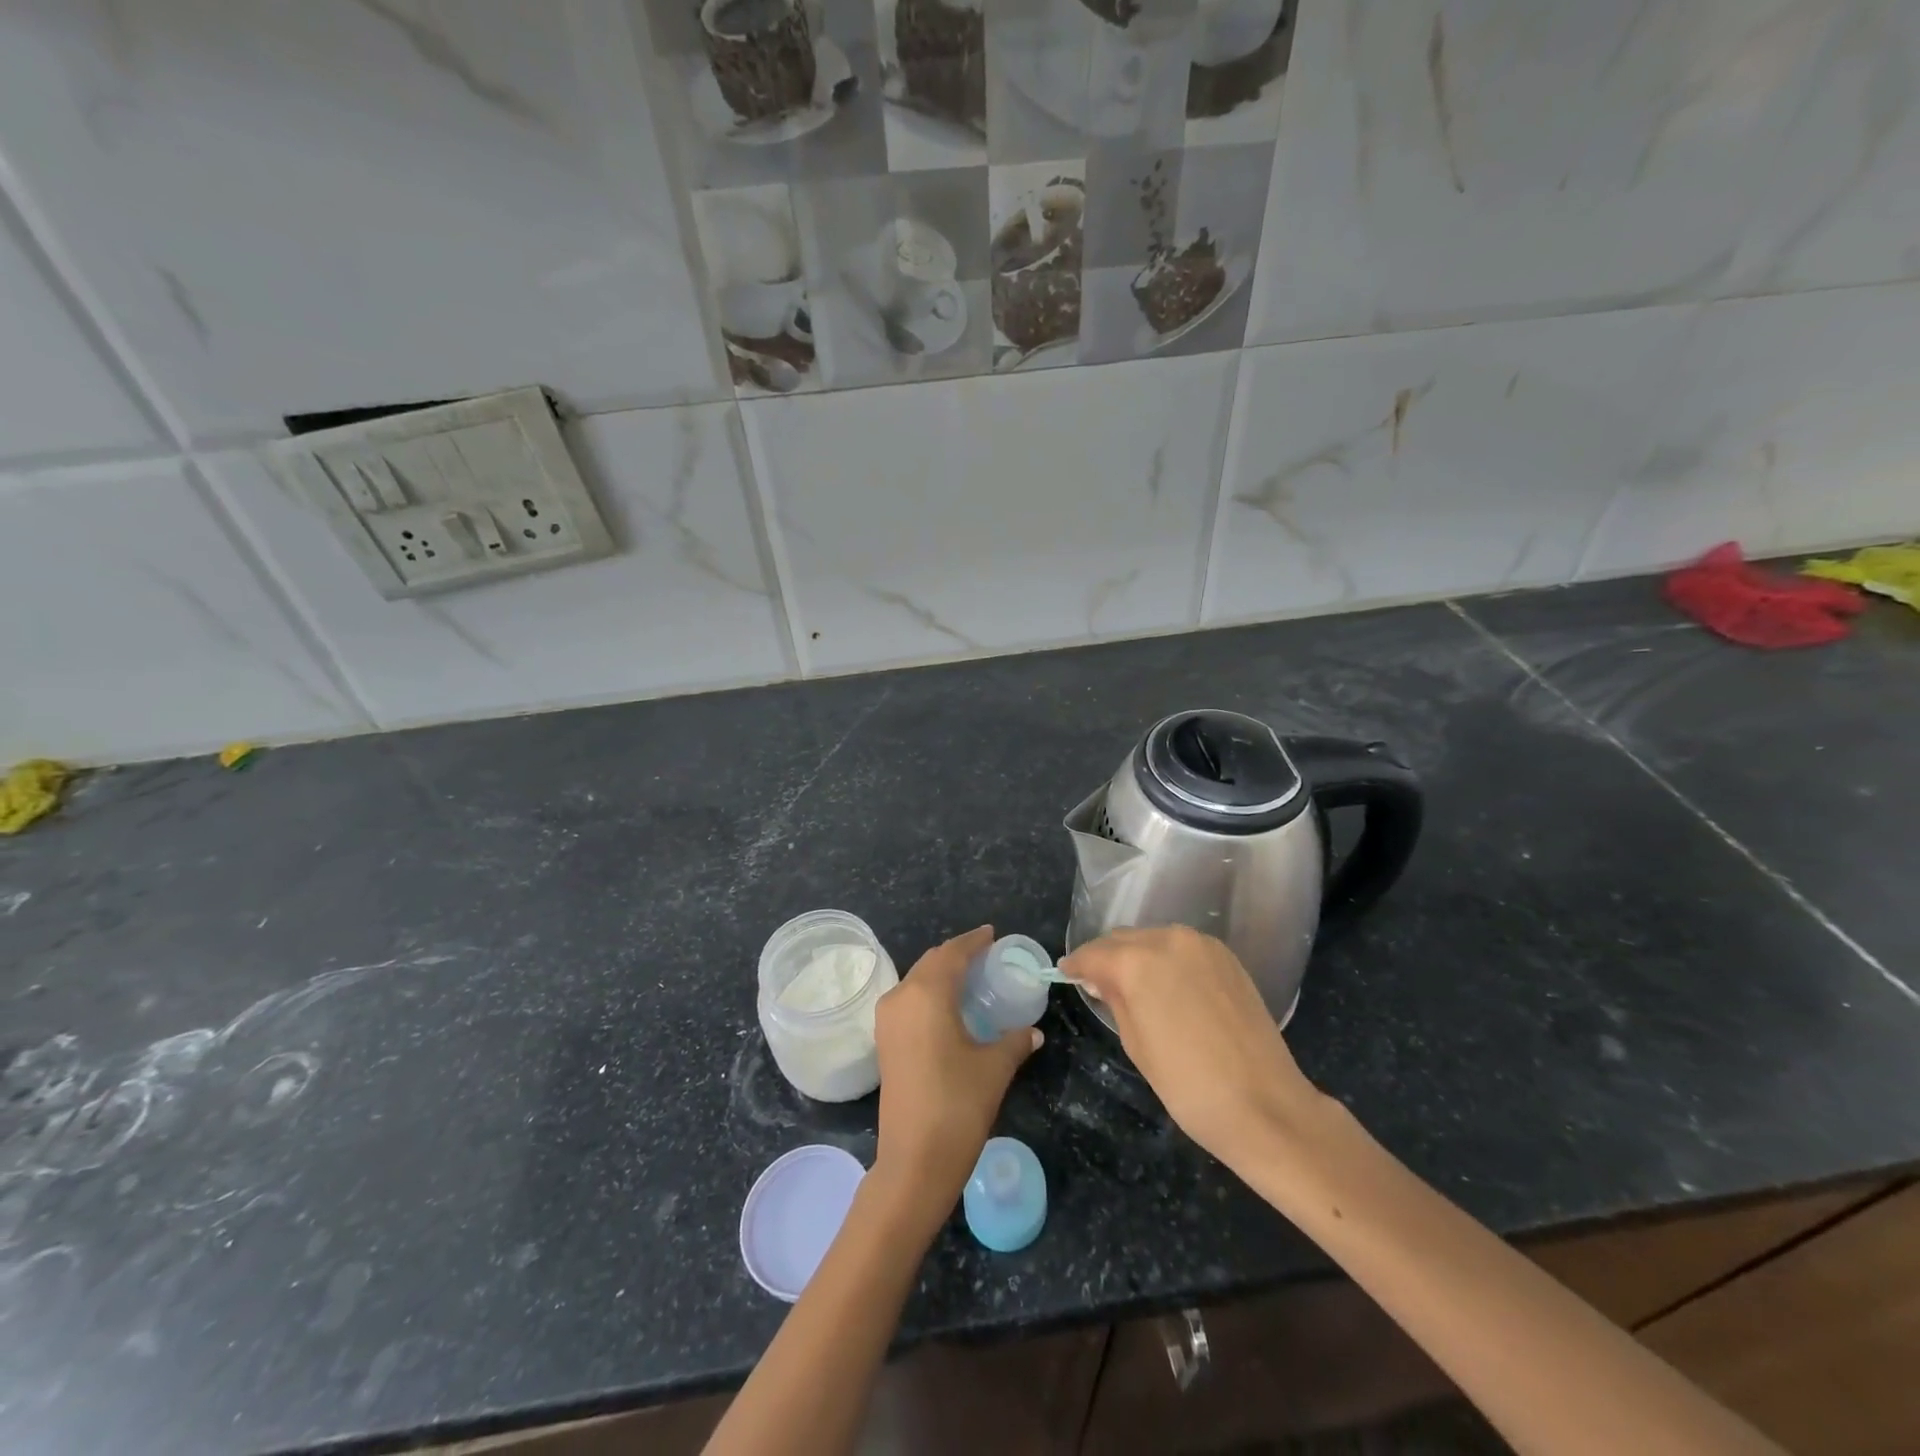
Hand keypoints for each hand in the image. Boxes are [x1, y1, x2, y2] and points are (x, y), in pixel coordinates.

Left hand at [871, 926, 1040, 1231]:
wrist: (914, 1159)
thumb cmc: (958, 1104)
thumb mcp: (994, 1068)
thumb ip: (1014, 1041)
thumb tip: (1032, 1031)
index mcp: (927, 993)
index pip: (953, 953)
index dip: (974, 940)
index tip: (992, 934)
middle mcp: (901, 996)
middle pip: (931, 962)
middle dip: (958, 955)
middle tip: (986, 956)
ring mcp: (887, 1019)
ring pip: (917, 980)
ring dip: (941, 974)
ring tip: (971, 979)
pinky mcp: (884, 1040)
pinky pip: (909, 1000)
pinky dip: (929, 994)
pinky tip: (950, 1008)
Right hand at [1062, 926, 1323, 1171]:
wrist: (1265, 1105)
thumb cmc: (1188, 1085)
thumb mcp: (1135, 1043)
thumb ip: (1114, 999)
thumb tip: (1101, 979)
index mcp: (1136, 961)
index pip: (1093, 954)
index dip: (1076, 965)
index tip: (1066, 974)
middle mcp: (1167, 939)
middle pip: (1123, 940)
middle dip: (1107, 958)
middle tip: (1097, 982)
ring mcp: (1201, 944)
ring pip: (1153, 940)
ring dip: (1138, 956)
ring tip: (1133, 985)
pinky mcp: (1226, 956)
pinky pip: (1182, 949)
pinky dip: (1168, 960)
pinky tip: (1168, 986)